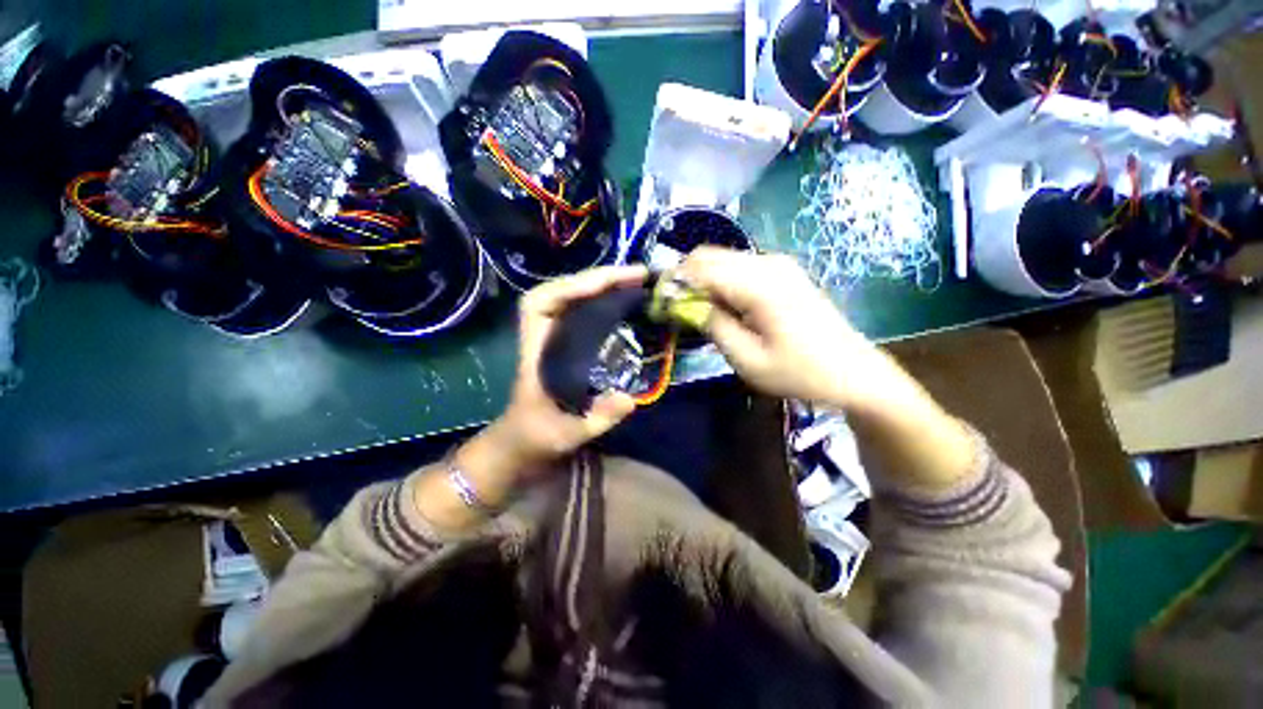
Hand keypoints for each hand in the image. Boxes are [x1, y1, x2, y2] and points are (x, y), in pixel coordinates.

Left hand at [487, 265, 647, 470]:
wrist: (519, 444)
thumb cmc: (536, 438)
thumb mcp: (567, 434)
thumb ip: (597, 419)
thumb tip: (630, 399)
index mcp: (535, 352)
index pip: (540, 304)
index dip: (570, 287)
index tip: (606, 283)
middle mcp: (541, 337)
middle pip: (559, 292)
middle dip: (596, 279)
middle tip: (636, 275)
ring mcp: (552, 338)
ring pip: (569, 298)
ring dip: (599, 285)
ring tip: (633, 281)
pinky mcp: (563, 344)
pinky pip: (579, 312)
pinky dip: (600, 301)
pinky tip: (621, 301)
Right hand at [679, 247, 883, 407]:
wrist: (853, 372)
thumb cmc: (799, 372)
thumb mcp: (747, 359)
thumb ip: (713, 325)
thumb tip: (687, 304)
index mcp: (759, 284)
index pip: (700, 267)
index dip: (675, 282)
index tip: (662, 306)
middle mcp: (768, 263)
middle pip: (710, 256)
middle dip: (687, 279)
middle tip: (678, 310)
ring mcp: (778, 264)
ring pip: (723, 260)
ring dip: (704, 281)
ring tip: (700, 312)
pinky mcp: (783, 272)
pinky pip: (740, 267)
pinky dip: (722, 282)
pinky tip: (725, 307)